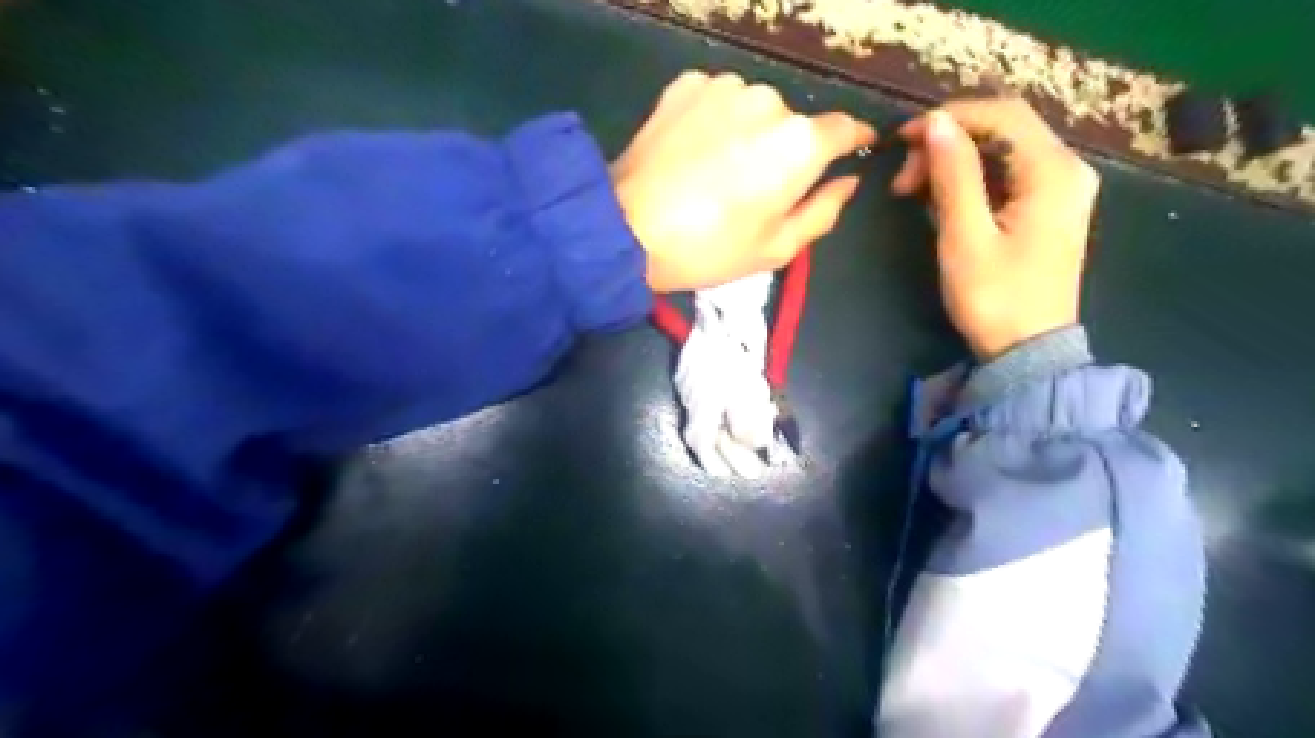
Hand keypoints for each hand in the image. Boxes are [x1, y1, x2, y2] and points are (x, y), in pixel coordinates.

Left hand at [614, 68, 870, 290]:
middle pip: (792, 124)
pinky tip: (692, 154)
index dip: (851, 141)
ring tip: (716, 172)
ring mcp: (724, 87)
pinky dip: (714, 123)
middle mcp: (768, 101)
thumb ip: (823, 211)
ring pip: (753, 110)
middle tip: (753, 190)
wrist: (626, 229)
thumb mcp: (777, 248)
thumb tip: (847, 180)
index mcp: (799, 143)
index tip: (851, 150)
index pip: (844, 129)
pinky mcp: (686, 85)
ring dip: (748, 134)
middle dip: (784, 152)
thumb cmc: (709, 249)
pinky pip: (717, 102)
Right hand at [894, 94, 1100, 360]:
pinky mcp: (1047, 208)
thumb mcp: (966, 237)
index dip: (948, 117)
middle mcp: (1066, 169)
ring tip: (912, 191)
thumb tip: (936, 123)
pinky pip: (1006, 174)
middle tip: (903, 179)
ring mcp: (1060, 189)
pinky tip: (940, 200)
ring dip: (953, 161)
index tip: (902, 140)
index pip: (1001, 114)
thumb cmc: (994, 298)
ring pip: (1001, 150)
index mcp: (1053, 172)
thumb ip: (954, 176)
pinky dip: (969, 179)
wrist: (1028, 351)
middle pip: (1002, 129)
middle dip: (946, 143)